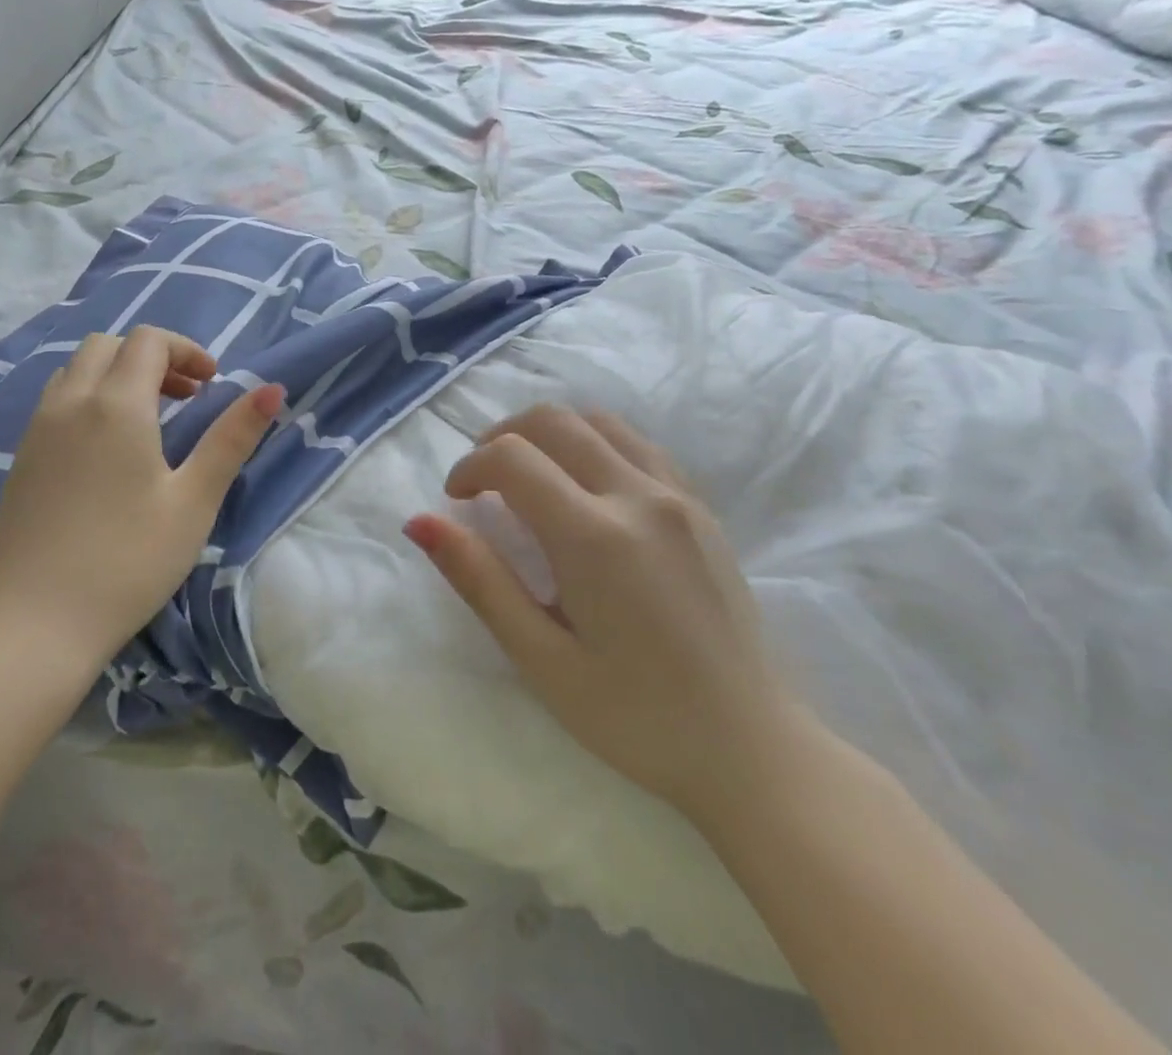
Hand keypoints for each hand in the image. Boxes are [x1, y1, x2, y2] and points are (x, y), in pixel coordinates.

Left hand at [0, 328, 283, 673]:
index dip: (186, 351)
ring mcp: (37, 428)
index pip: (149, 341)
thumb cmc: (129, 561)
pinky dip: (88, 398)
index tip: (211, 385)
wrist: (38, 623)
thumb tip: (271, 389)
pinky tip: (106, 449)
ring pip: (77, 369)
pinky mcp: (20, 457)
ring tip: (148, 420)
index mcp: (115, 405)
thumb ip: (232, 438)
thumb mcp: (194, 500)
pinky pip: (56, 400)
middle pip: (109, 345)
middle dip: (152, 357)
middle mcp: (70, 402)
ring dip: (117, 374)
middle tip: (184, 398)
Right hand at [405, 404, 800, 821]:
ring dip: (549, 434)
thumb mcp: (542, 660)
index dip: (469, 467)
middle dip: (501, 438)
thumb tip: (419, 522)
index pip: (512, 457)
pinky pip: (637, 444)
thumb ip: (479, 581)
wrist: (752, 749)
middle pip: (552, 420)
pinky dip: (594, 444)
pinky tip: (584, 489)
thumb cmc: (636, 717)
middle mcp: (638, 497)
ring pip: (597, 421)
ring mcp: (678, 496)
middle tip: (483, 483)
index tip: (456, 502)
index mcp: (594, 537)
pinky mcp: (701, 507)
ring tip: (530, 479)